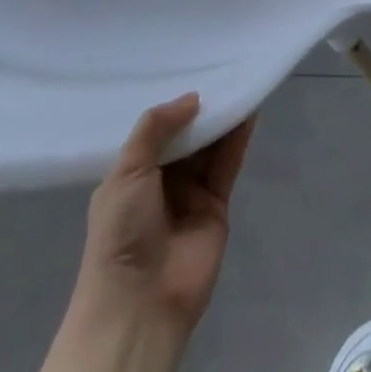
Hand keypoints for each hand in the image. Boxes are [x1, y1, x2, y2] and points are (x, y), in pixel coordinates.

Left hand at [72, 93, 255, 336]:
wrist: (140, 302)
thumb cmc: (120, 234)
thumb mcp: (126, 174)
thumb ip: (155, 129)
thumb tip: (192, 97)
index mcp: (130, 176)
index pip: (155, 131)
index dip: (172, 105)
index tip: (190, 70)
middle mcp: (160, 181)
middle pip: (186, 135)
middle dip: (201, 108)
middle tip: (221, 69)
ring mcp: (189, 193)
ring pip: (210, 145)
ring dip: (223, 117)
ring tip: (240, 81)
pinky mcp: (217, 203)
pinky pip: (228, 162)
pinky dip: (238, 137)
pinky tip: (249, 110)